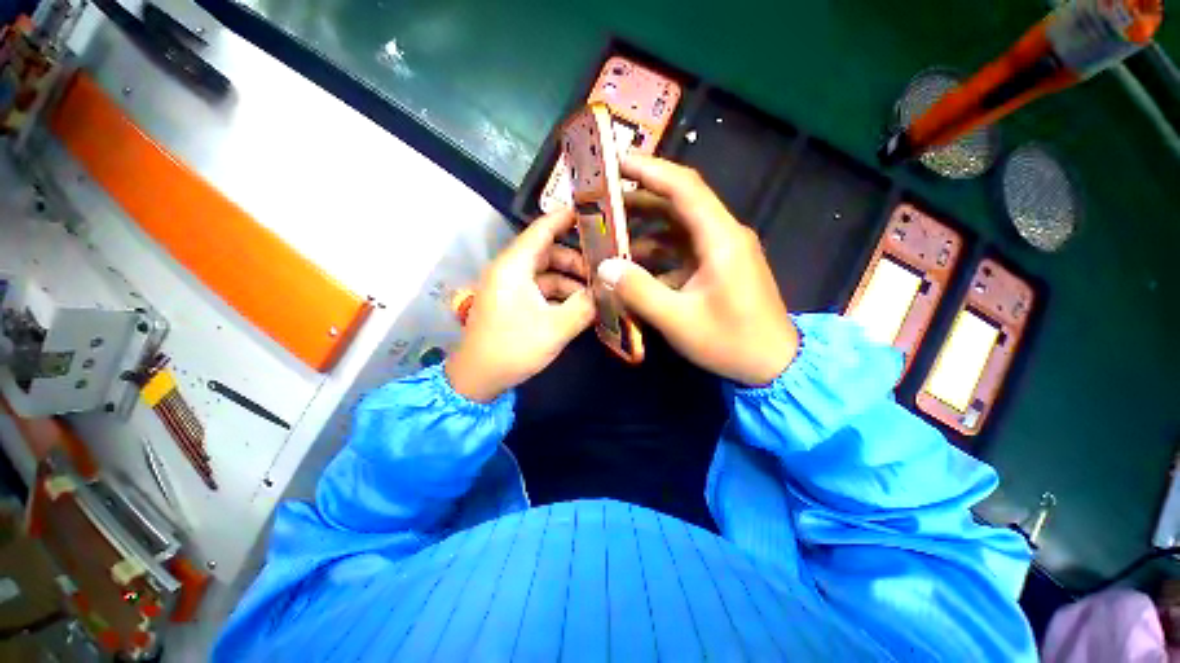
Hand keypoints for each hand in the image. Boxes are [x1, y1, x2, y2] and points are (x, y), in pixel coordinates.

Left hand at [446, 209, 595, 401]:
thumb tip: (607, 293)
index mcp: (514, 267)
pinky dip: (560, 295)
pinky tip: (580, 307)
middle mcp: (511, 271)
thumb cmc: (512, 348)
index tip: (590, 211)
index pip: (540, 230)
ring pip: (547, 273)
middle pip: (548, 253)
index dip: (564, 218)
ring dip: (571, 282)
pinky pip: (541, 290)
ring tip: (596, 294)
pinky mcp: (513, 303)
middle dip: (576, 260)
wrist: (477, 379)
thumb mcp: (554, 329)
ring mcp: (511, 288)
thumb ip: (584, 308)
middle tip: (603, 270)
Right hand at [597, 155, 798, 385]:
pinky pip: (682, 250)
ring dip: (646, 229)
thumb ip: (639, 291)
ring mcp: (722, 252)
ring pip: (678, 228)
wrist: (773, 364)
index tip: (615, 162)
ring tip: (612, 234)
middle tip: (604, 201)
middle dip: (640, 199)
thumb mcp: (678, 320)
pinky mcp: (718, 268)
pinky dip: (658, 254)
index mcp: (720, 238)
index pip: (683, 188)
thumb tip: (605, 266)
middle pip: (679, 204)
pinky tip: (635, 267)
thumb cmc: (730, 341)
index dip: (649, 170)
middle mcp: (723, 235)